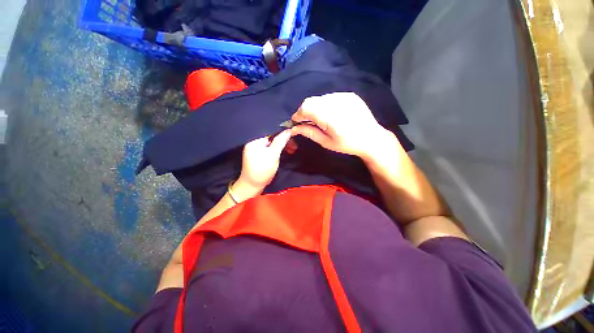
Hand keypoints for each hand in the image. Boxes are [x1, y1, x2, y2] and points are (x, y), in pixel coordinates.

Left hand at [237, 130, 292, 193]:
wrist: (252, 186)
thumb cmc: (263, 171)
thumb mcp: (273, 156)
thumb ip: (280, 142)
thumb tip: (288, 130)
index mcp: (255, 142)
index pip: (272, 135)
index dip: (283, 137)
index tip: (293, 141)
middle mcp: (254, 144)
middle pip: (272, 140)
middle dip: (283, 143)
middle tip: (293, 148)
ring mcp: (256, 151)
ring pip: (272, 146)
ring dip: (281, 148)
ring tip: (291, 151)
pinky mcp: (258, 157)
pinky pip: (269, 151)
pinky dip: (277, 152)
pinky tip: (283, 154)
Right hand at [290, 92, 394, 159]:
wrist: (371, 138)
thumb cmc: (347, 144)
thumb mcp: (326, 142)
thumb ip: (310, 133)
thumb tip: (294, 128)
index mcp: (330, 117)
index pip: (306, 108)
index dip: (298, 114)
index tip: (296, 122)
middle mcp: (336, 102)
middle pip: (311, 101)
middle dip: (305, 111)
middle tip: (307, 121)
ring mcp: (344, 96)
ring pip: (320, 98)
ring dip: (315, 107)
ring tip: (320, 118)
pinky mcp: (349, 95)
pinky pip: (330, 97)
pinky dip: (325, 104)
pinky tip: (331, 114)